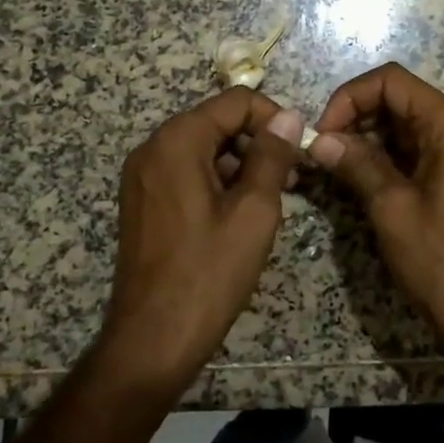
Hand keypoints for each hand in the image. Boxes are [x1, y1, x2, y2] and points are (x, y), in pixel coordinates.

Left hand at [102, 90, 305, 393]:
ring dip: (242, 163)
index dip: (274, 118)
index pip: (235, 102)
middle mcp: (153, 148)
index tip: (300, 151)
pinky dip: (219, 181)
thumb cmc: (208, 273)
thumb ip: (272, 156)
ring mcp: (143, 176)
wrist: (152, 340)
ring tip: (274, 198)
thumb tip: (289, 117)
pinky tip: (242, 213)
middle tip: (292, 178)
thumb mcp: (254, 211)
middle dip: (258, 142)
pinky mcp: (143, 202)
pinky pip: (187, 172)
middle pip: (217, 121)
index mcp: (177, 141)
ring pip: (204, 148)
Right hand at [308, 62, 443, 385]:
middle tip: (323, 151)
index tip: (323, 132)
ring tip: (334, 165)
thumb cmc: (442, 260)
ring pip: (404, 125)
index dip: (351, 97)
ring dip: (367, 137)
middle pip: (399, 98)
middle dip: (356, 116)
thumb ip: (356, 164)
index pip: (393, 81)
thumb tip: (319, 140)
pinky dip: (384, 157)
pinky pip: (415, 150)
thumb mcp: (392, 208)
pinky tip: (358, 178)